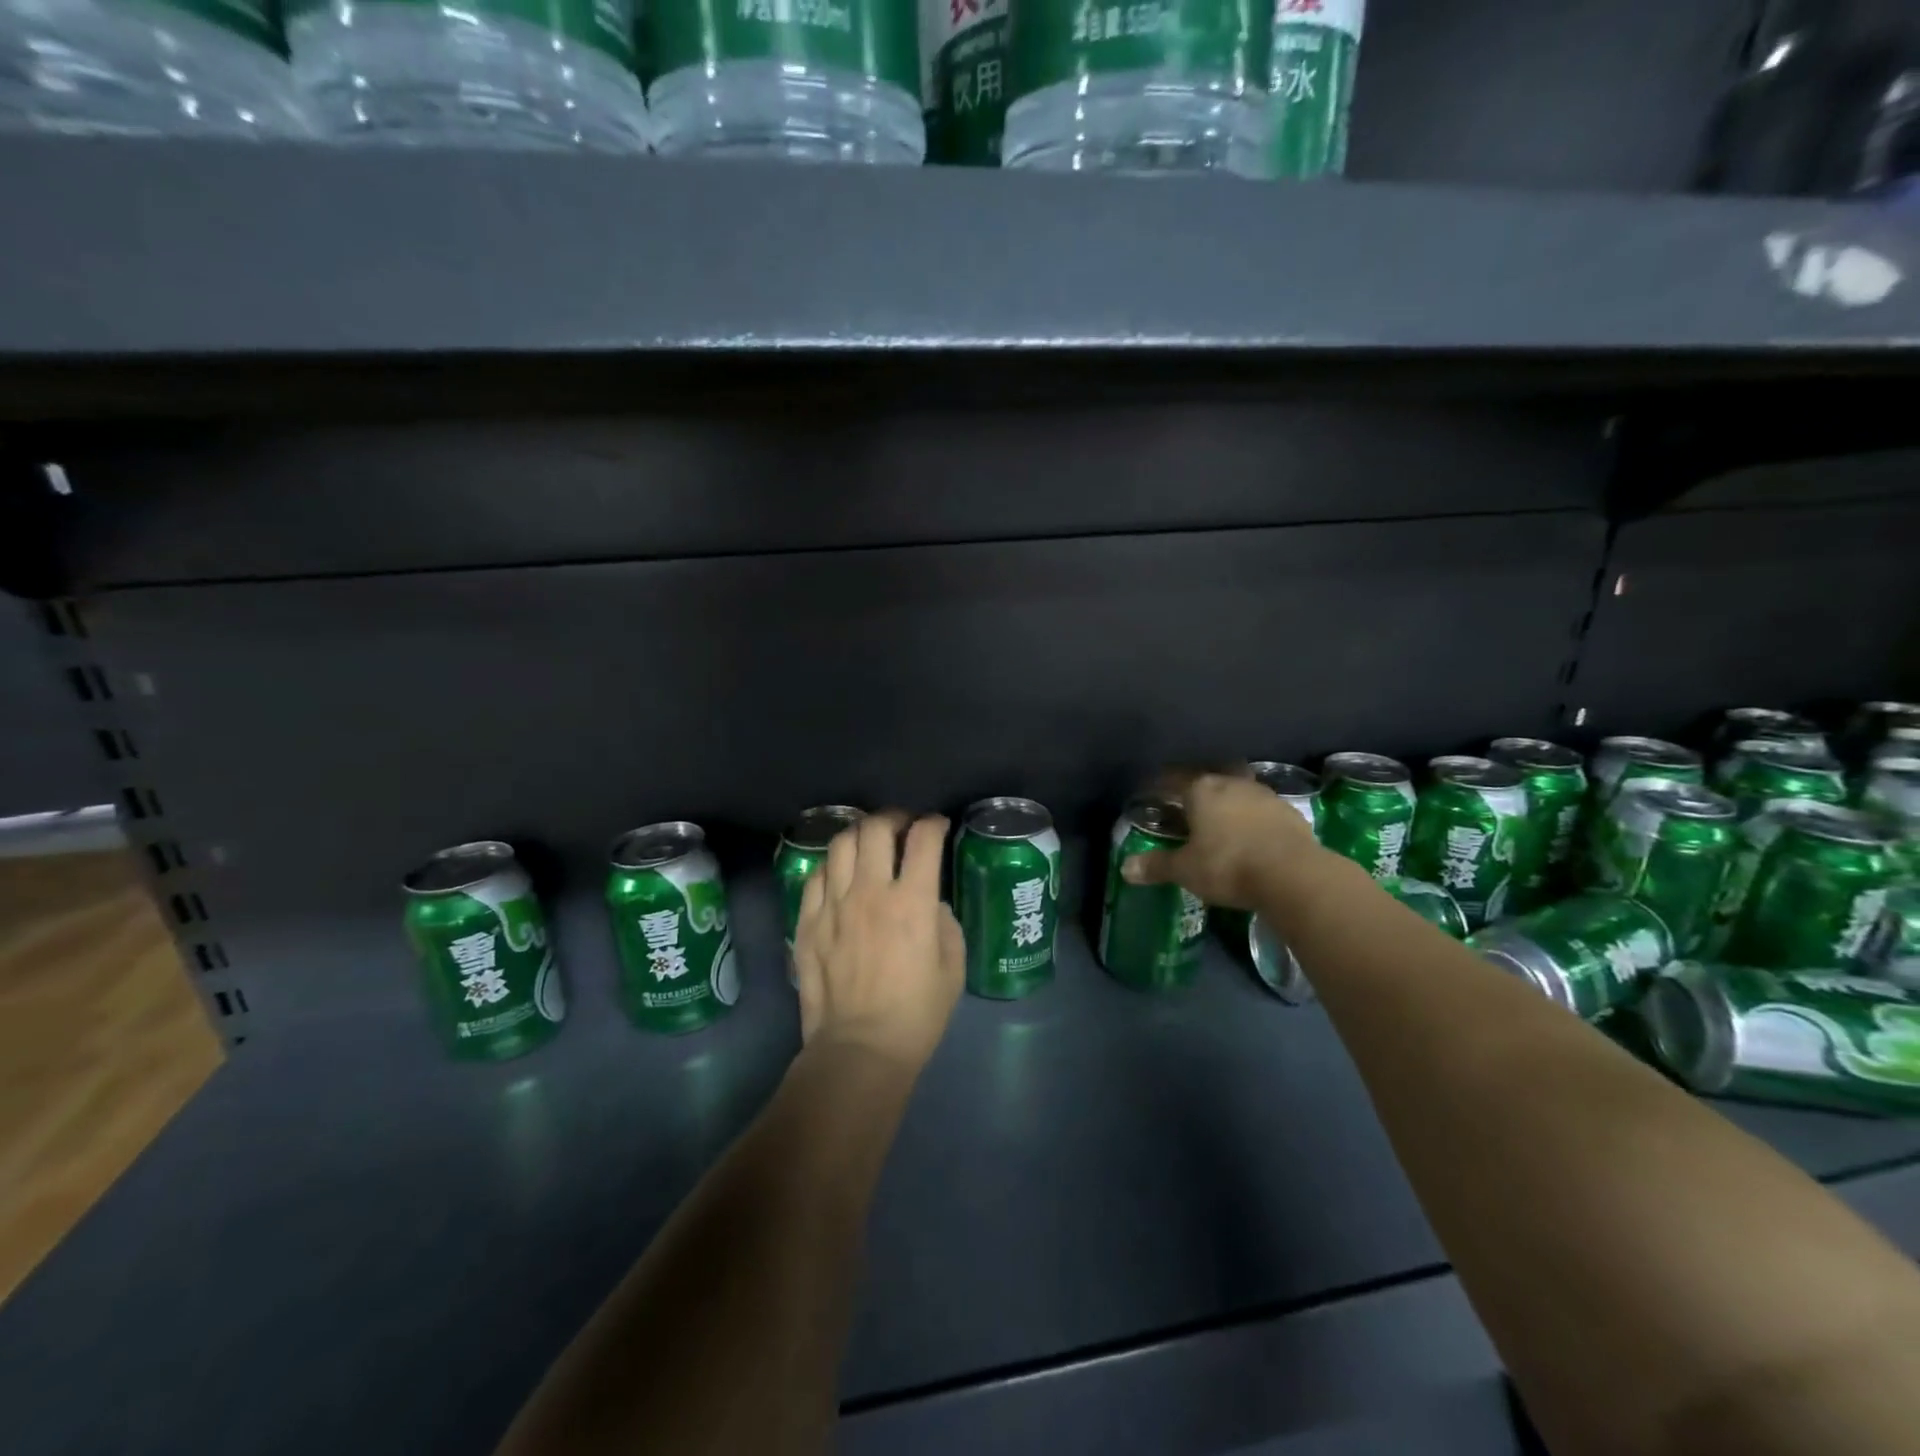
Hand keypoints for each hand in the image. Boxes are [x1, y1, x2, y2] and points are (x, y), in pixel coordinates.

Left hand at [793, 811, 963, 1072]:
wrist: (860, 1049)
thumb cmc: (917, 1014)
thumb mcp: (952, 967)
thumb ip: (944, 922)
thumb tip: (929, 902)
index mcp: (911, 902)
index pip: (923, 839)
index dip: (934, 823)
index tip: (937, 826)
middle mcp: (870, 892)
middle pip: (876, 828)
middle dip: (894, 817)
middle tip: (903, 827)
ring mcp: (834, 905)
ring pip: (841, 843)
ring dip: (861, 834)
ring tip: (870, 843)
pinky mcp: (808, 921)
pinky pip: (817, 874)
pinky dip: (834, 864)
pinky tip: (842, 874)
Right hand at [1121, 772, 1320, 909]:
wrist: (1293, 874)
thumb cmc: (1228, 865)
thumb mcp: (1185, 870)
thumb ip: (1156, 866)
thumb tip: (1125, 868)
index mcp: (1201, 789)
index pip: (1173, 779)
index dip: (1159, 785)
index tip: (1151, 792)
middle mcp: (1232, 784)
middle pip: (1210, 778)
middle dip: (1199, 787)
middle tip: (1189, 804)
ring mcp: (1265, 795)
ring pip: (1240, 790)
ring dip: (1230, 801)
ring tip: (1222, 820)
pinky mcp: (1290, 813)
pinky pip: (1264, 809)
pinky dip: (1254, 818)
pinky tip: (1252, 835)